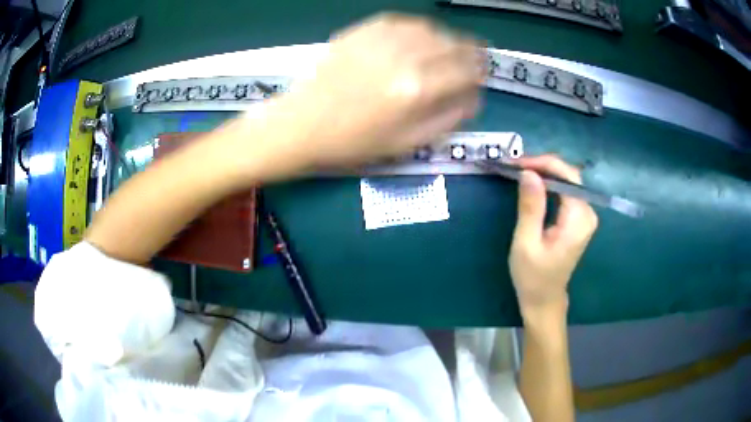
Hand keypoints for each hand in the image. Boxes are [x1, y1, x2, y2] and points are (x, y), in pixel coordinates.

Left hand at [256, 13, 484, 171]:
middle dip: (471, 51)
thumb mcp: (408, 143)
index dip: (480, 71)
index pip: (467, 70)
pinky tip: (419, 37)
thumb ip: (448, 118)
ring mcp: (382, 39)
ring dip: (446, 37)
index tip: (483, 73)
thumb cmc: (355, 141)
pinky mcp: (363, 30)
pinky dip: (418, 28)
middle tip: (474, 57)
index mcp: (418, 89)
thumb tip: (474, 97)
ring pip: (431, 28)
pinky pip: (403, 21)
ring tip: (448, 48)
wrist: (303, 124)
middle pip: (453, 44)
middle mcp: (404, 56)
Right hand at [509, 155, 598, 320]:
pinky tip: (533, 183)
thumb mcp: (526, 243)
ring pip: (567, 181)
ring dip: (544, 173)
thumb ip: (531, 207)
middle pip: (569, 175)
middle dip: (542, 166)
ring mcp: (585, 215)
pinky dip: (549, 184)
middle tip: (514, 166)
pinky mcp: (579, 218)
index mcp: (579, 220)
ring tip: (519, 172)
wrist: (544, 299)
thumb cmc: (533, 277)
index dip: (542, 163)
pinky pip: (565, 191)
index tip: (516, 163)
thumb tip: (528, 173)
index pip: (567, 176)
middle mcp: (588, 213)